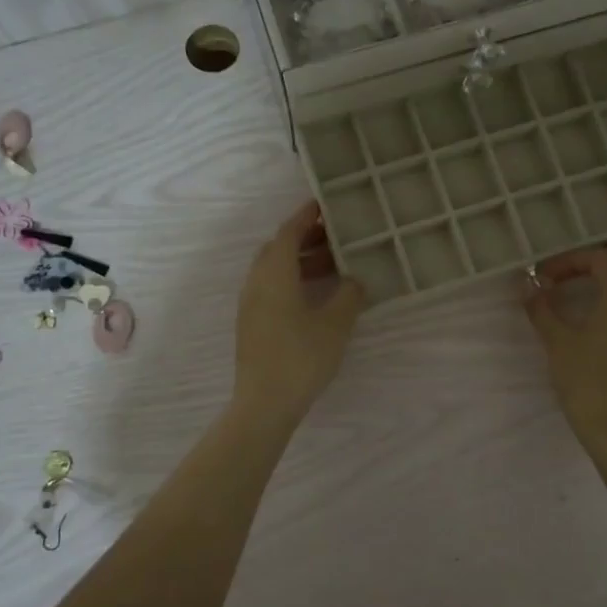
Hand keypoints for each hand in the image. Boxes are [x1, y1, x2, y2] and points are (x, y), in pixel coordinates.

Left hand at [232, 202, 366, 427]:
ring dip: (300, 261)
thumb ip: (350, 294)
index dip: (306, 216)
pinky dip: (293, 279)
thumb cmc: (302, 357)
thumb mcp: (336, 323)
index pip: (288, 232)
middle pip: (278, 248)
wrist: (265, 402)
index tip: (324, 204)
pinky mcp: (252, 323)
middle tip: (335, 235)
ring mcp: (251, 304)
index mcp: (274, 274)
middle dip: (305, 238)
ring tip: (333, 263)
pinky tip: (316, 294)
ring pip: (274, 270)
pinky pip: (272, 287)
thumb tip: (356, 278)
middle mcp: (256, 282)